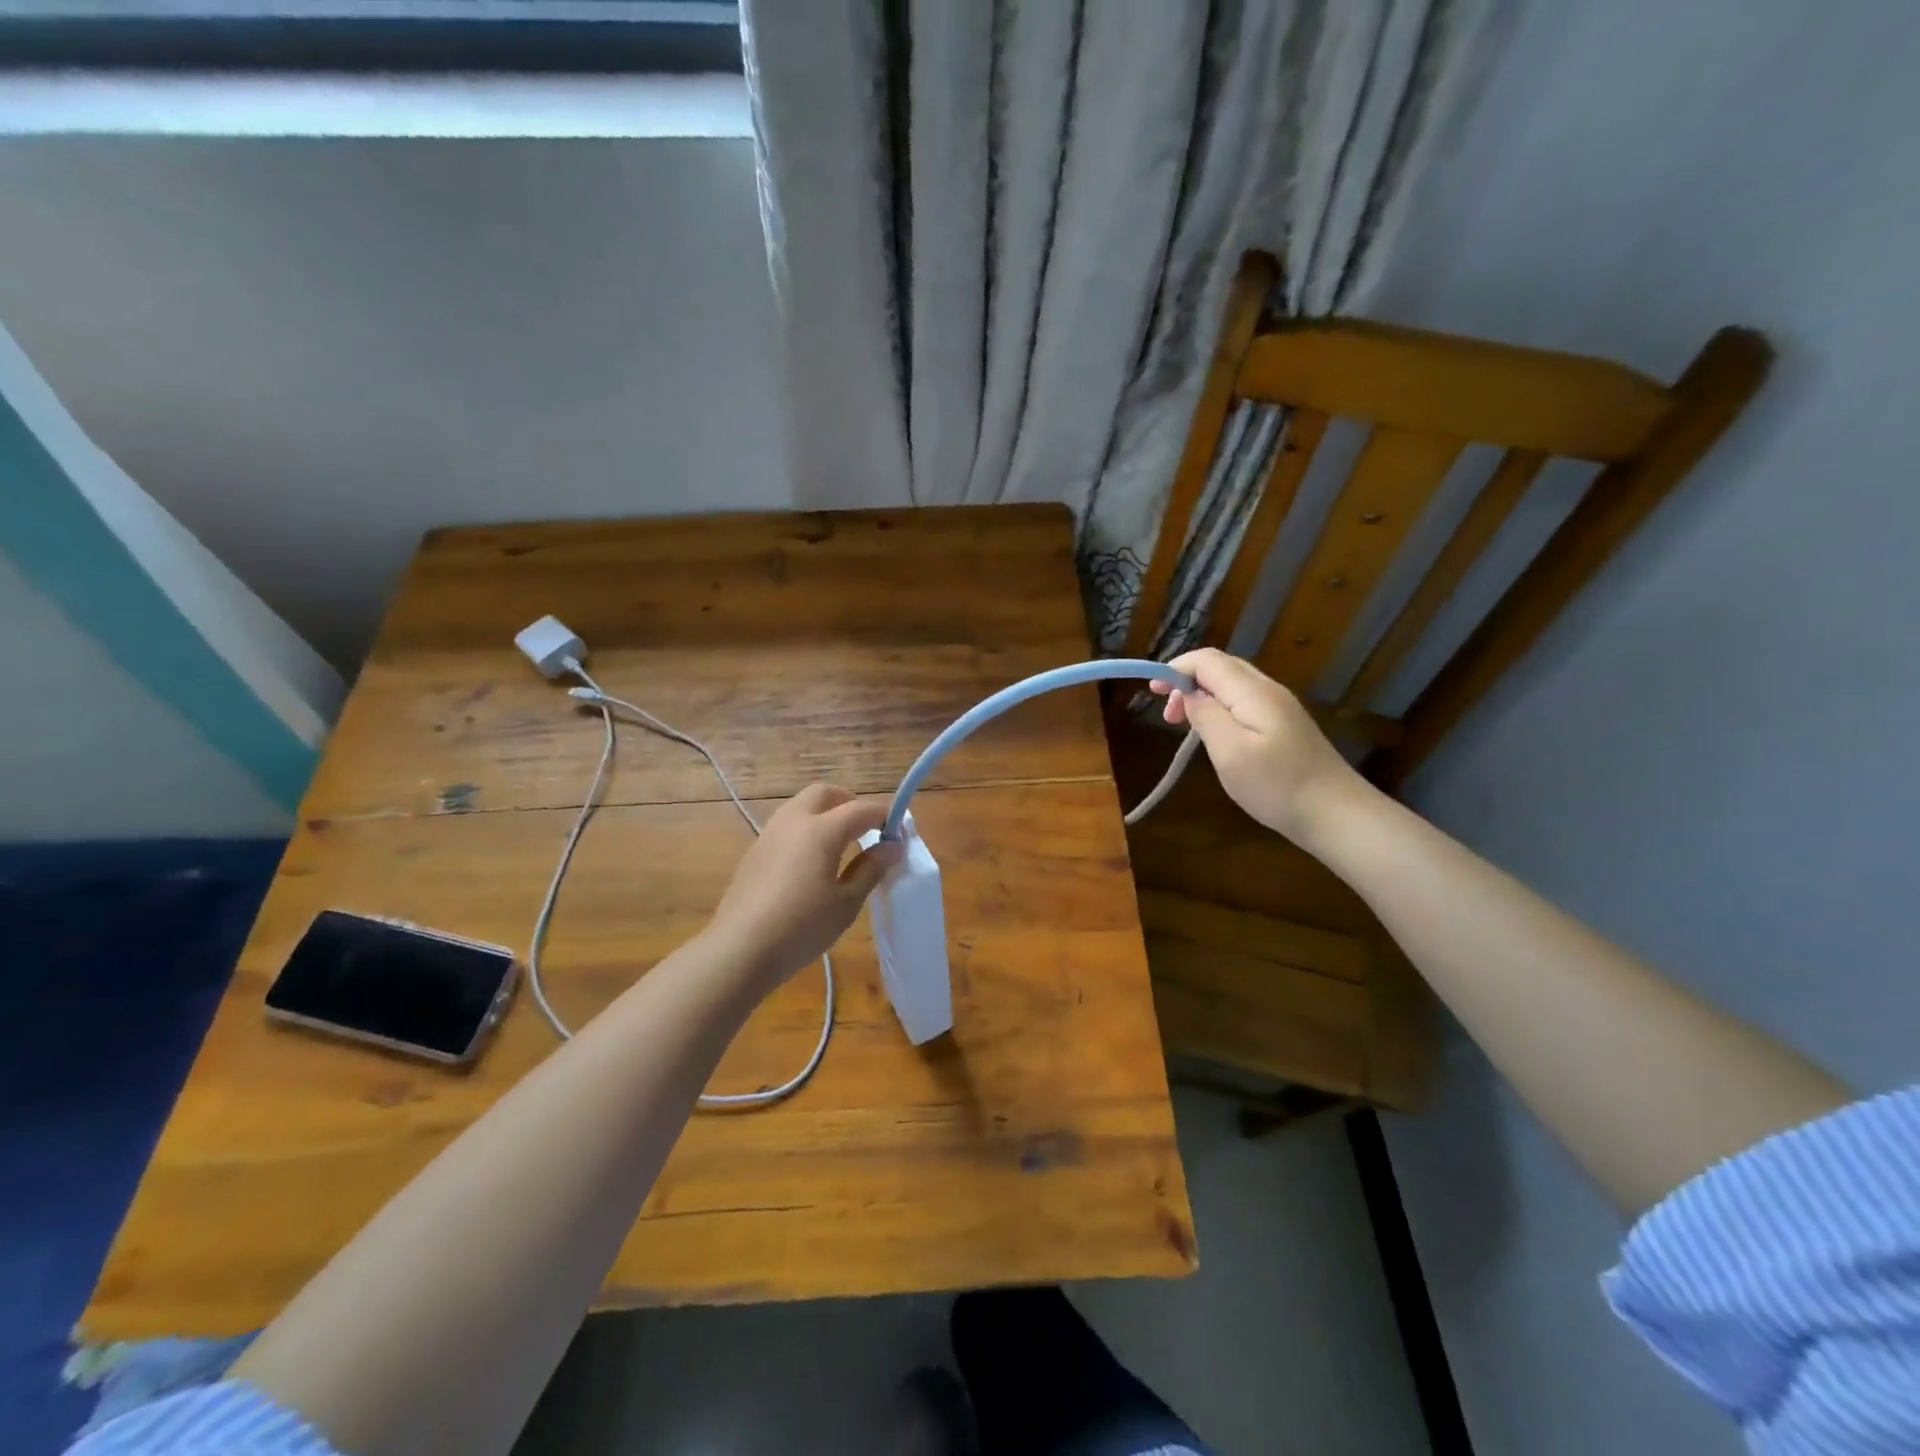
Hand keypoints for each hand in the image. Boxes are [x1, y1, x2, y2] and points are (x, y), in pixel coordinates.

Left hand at [707, 784, 900, 992]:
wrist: (739, 949)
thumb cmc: (802, 927)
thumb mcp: (846, 902)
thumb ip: (871, 869)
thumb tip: (893, 846)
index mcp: (821, 830)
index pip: (861, 809)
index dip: (885, 817)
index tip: (900, 835)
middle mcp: (793, 821)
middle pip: (825, 793)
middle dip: (849, 803)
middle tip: (866, 830)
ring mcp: (769, 835)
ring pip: (801, 807)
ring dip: (825, 814)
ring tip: (841, 846)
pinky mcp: (754, 852)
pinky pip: (786, 827)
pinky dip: (805, 831)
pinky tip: (811, 864)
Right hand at [1151, 648, 1370, 845]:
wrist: (1335, 814)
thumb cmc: (1277, 785)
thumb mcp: (1230, 752)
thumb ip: (1206, 716)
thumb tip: (1189, 694)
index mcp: (1252, 692)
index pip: (1206, 660)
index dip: (1175, 669)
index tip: (1152, 693)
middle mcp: (1268, 690)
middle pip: (1220, 667)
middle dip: (1186, 681)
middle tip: (1168, 716)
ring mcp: (1280, 707)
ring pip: (1233, 684)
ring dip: (1202, 696)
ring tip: (1185, 726)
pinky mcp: (1285, 725)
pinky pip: (1244, 702)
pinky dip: (1220, 708)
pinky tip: (1215, 735)